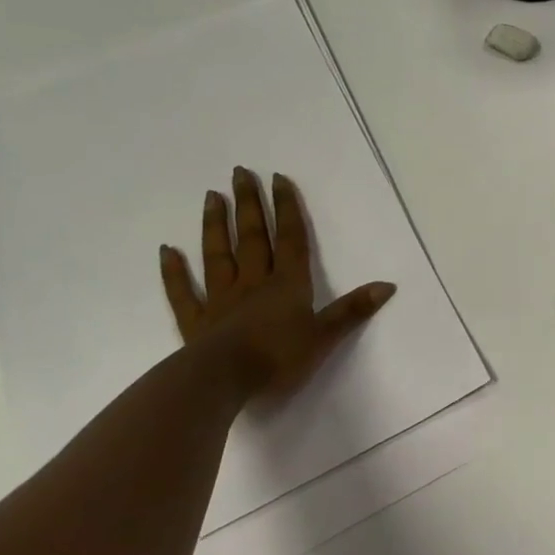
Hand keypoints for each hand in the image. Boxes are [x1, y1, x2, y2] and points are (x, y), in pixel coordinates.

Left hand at [160, 166, 395, 403]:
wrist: (223, 381)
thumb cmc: (278, 358)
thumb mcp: (324, 336)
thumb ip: (352, 310)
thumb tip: (388, 285)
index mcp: (287, 285)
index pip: (290, 240)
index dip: (287, 209)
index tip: (278, 178)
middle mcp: (253, 283)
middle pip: (252, 238)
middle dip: (249, 205)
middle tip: (239, 172)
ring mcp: (221, 300)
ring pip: (218, 255)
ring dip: (215, 225)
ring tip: (212, 196)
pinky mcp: (195, 322)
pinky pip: (184, 292)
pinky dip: (174, 271)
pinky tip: (167, 251)